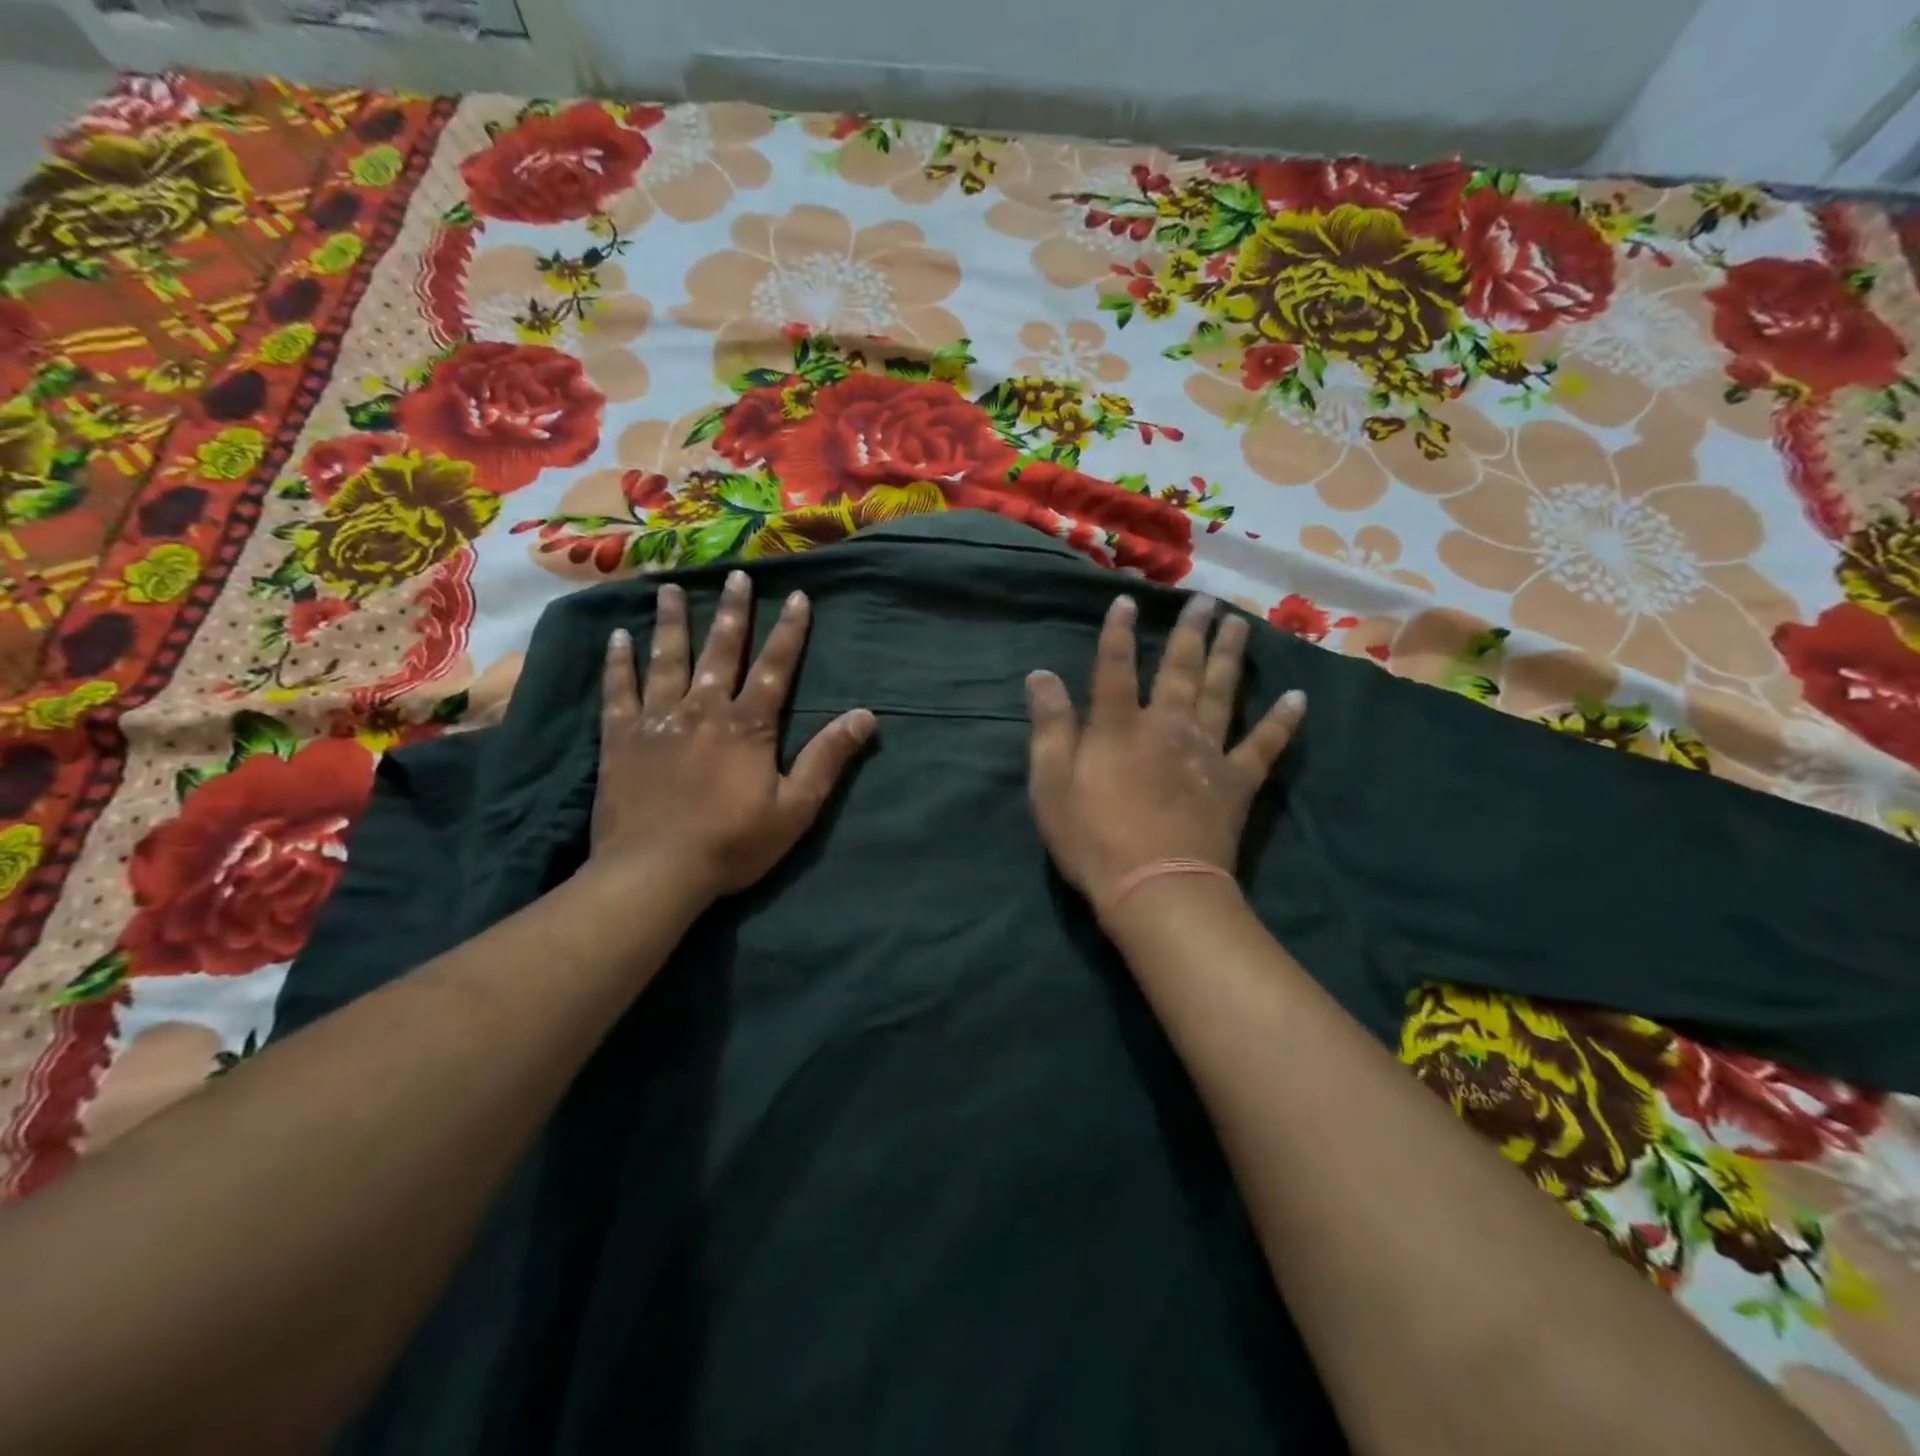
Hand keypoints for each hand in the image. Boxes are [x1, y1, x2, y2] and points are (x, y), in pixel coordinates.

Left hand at [591, 569, 875, 906]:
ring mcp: (657, 720)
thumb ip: (828, 758)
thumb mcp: (795, 808)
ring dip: (672, 621)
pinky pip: (619, 690)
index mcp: (748, 725)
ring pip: (667, 658)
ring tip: (670, 586)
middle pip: (721, 650)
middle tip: (736, 574)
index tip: (797, 595)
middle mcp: (703, 709)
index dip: (790, 630)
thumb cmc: (732, 843)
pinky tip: (618, 636)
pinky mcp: (620, 738)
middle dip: (733, 611)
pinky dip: (619, 662)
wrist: (654, 872)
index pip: (775, 667)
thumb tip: (865, 716)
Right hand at [1024, 592, 1304, 915]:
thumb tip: (1041, 675)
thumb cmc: (1093, 839)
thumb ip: (1049, 727)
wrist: (1157, 888)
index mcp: (1119, 726)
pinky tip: (1298, 698)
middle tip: (1205, 600)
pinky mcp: (1236, 782)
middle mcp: (1167, 725)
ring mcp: (1207, 752)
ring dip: (1230, 656)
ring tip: (1240, 624)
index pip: (1114, 667)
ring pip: (1222, 692)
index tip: (1127, 600)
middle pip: (1180, 669)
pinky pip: (1264, 745)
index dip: (1119, 632)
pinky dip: (1281, 722)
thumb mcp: (1050, 785)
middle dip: (1190, 632)